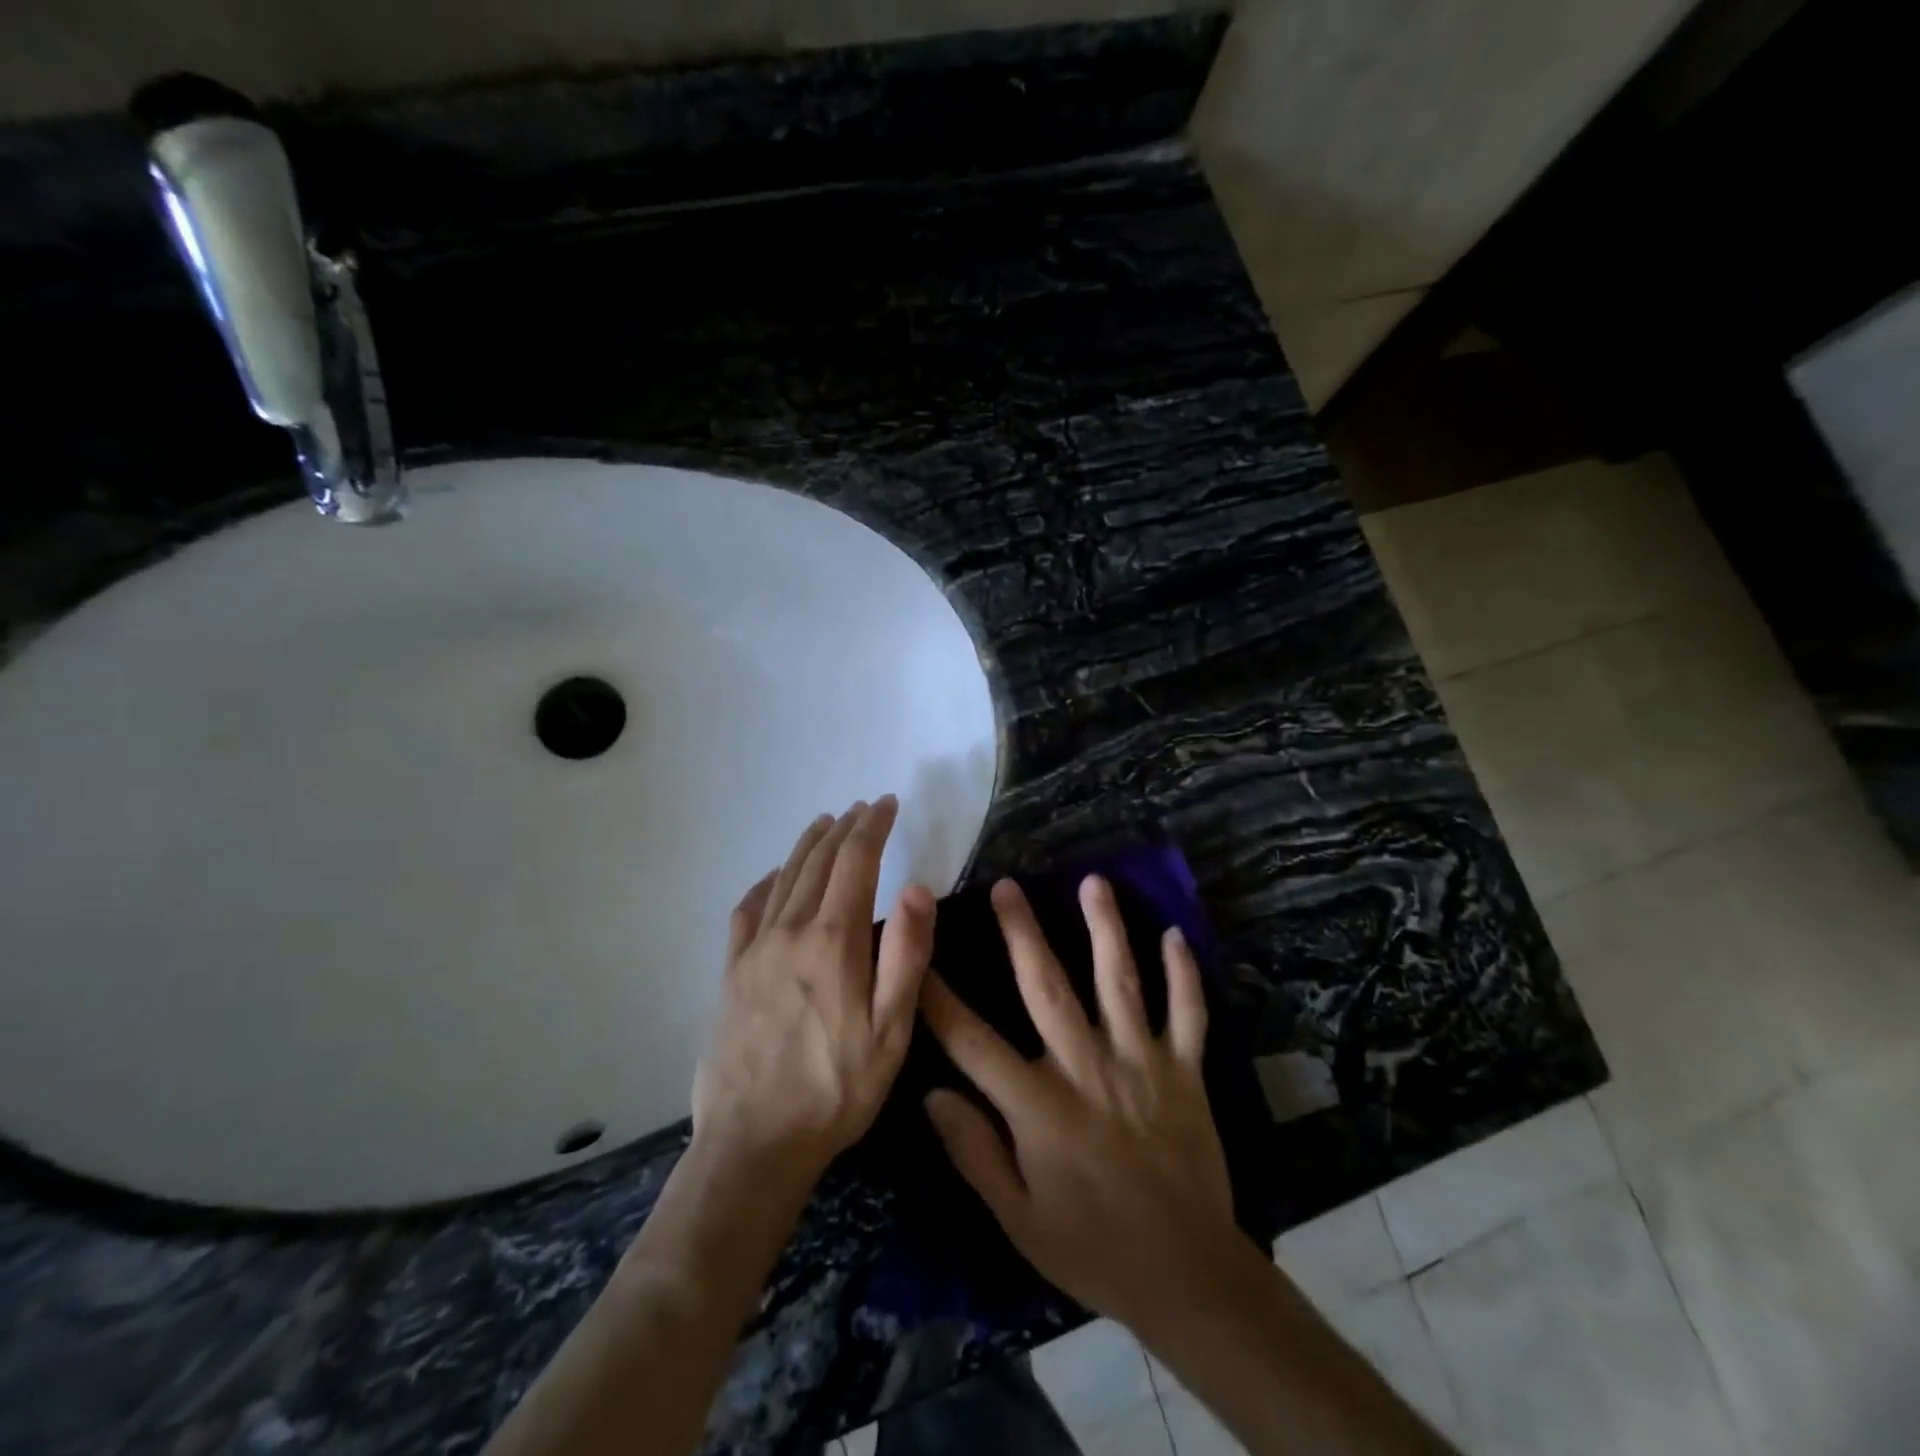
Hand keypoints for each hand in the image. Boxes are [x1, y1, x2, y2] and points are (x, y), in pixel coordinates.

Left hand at [692, 797, 934, 1181]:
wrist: (753, 1143)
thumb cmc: (835, 1089)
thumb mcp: (890, 1031)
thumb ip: (906, 955)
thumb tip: (916, 887)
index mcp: (833, 940)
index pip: (856, 862)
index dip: (873, 827)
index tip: (887, 804)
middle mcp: (790, 931)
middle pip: (819, 862)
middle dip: (845, 829)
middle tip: (863, 808)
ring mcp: (755, 950)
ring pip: (783, 878)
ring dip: (807, 845)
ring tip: (825, 823)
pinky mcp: (731, 973)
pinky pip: (747, 911)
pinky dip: (765, 883)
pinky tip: (772, 878)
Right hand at [918, 876, 1241, 1337]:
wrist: (1188, 1277)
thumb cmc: (1093, 1249)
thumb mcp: (1019, 1219)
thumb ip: (974, 1152)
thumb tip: (930, 1093)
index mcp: (1040, 1106)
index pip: (974, 1041)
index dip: (939, 997)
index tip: (916, 954)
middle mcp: (1087, 1069)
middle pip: (1048, 986)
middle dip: (1022, 932)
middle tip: (1006, 885)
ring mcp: (1142, 1063)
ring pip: (1121, 982)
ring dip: (1106, 929)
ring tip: (1094, 882)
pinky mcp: (1186, 1071)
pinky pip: (1187, 1013)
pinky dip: (1183, 973)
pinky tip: (1174, 933)